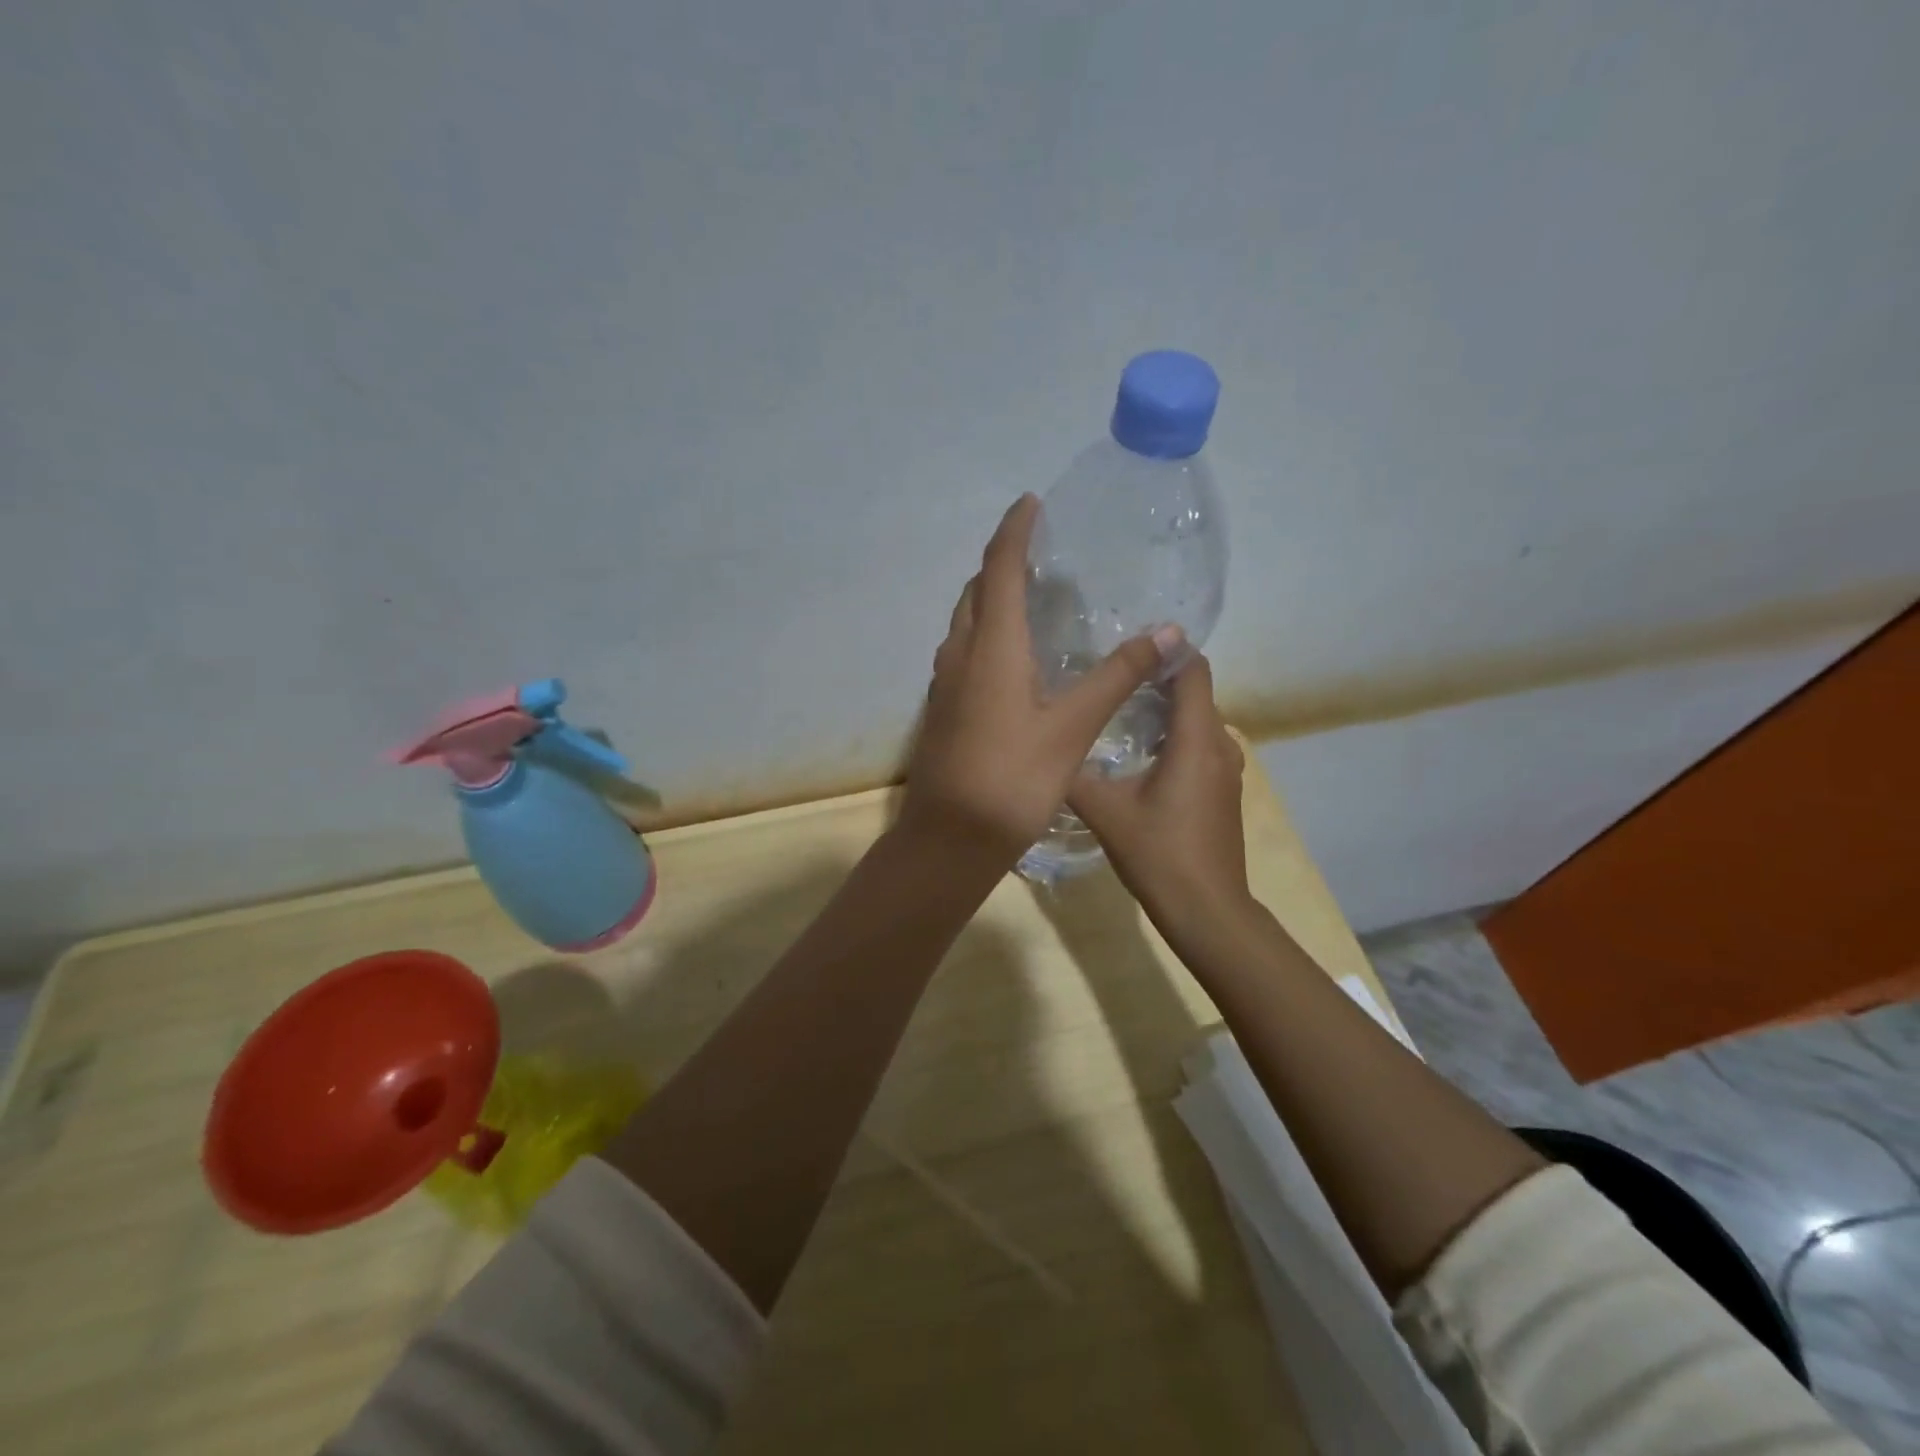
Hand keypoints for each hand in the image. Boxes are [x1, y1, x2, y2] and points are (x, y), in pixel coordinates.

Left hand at [903, 495, 1179, 862]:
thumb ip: (1117, 676)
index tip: (1030, 503)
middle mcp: (960, 654)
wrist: (949, 838)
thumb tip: (1168, 631)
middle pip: (975, 591)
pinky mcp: (942, 708)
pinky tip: (1011, 656)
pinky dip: (985, 633)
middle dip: (1001, 561)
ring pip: (965, 622)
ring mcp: (945, 683)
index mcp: (991, 647)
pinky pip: (963, 651)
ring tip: (1027, 595)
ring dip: (989, 598)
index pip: (998, 568)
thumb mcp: (1072, 727)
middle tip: (1037, 551)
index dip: (1014, 531)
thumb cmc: (1012, 779)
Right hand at [1067, 653, 1256, 938]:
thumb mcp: (1104, 811)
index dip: (1164, 648)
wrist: (1207, 910)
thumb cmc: (1159, 854)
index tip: (1125, 640)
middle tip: (1107, 673)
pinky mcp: (1223, 790)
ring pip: (1196, 720)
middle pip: (1194, 690)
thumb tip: (1043, 747)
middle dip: (1155, 677)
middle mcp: (1220, 744)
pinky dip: (1172, 736)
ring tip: (1115, 708)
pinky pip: (1199, 744)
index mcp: (1196, 738)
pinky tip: (1136, 753)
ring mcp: (1227, 769)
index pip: (1192, 668)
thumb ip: (1074, 773)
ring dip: (1163, 708)